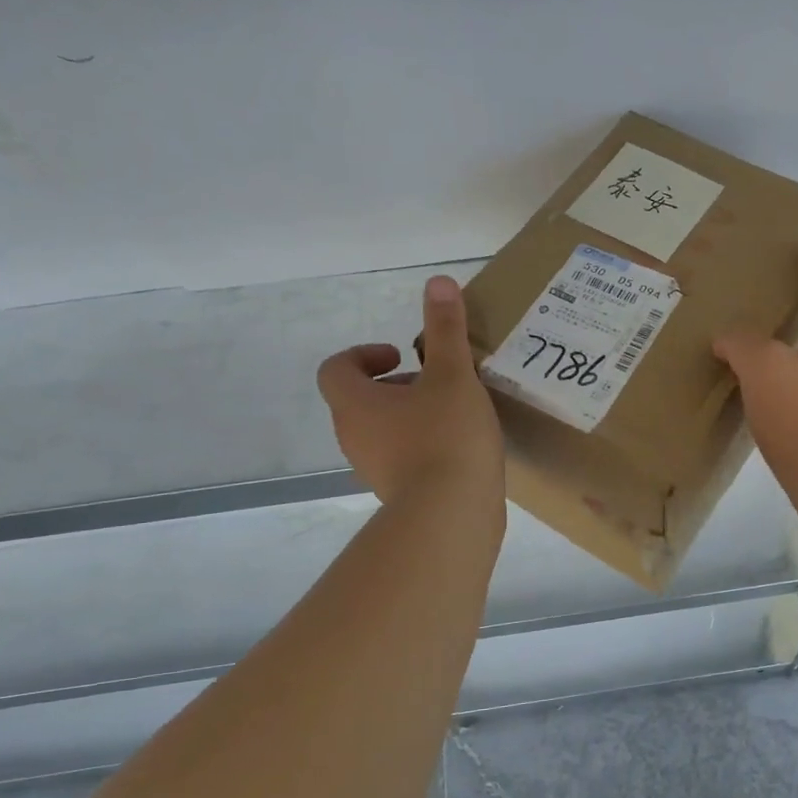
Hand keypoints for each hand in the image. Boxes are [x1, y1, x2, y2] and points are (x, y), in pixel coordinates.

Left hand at [317, 276, 503, 506]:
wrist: (451, 516)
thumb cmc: (445, 437)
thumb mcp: (452, 375)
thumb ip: (445, 329)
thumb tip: (438, 281)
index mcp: (355, 404)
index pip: (336, 369)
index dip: (364, 355)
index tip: (403, 355)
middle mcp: (354, 436)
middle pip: (362, 400)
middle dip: (398, 385)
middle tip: (437, 382)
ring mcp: (374, 469)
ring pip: (384, 430)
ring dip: (412, 415)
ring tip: (455, 413)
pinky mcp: (399, 494)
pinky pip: (404, 458)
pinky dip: (424, 445)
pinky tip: (462, 447)